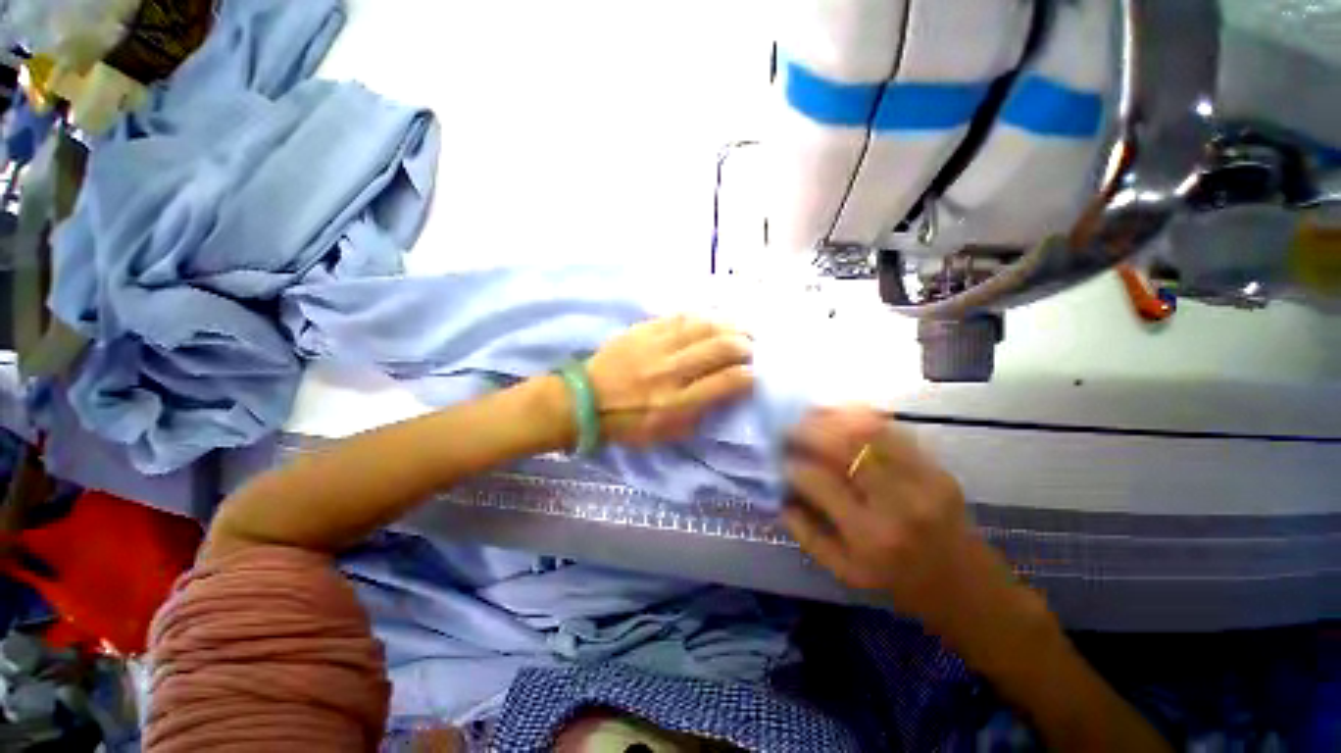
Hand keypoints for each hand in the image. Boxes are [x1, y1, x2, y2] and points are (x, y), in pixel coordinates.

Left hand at [587, 315, 754, 446]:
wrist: (585, 400)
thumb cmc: (628, 424)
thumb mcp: (667, 433)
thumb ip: (700, 413)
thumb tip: (727, 391)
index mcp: (676, 402)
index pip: (726, 382)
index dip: (749, 375)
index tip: (756, 374)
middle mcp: (670, 371)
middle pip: (721, 347)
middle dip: (746, 345)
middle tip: (753, 348)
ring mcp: (656, 346)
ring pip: (704, 325)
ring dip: (730, 325)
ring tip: (741, 329)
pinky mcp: (644, 329)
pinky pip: (681, 316)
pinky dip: (704, 316)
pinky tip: (715, 318)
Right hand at [783, 407, 1004, 624]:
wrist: (970, 590)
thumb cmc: (901, 586)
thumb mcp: (845, 572)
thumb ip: (807, 534)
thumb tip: (780, 497)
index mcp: (869, 536)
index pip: (820, 482)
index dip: (794, 466)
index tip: (780, 460)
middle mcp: (897, 503)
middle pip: (846, 446)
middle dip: (809, 430)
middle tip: (789, 427)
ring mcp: (922, 480)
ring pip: (870, 431)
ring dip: (834, 417)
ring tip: (811, 415)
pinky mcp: (938, 468)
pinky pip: (894, 431)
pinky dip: (863, 417)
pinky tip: (843, 414)